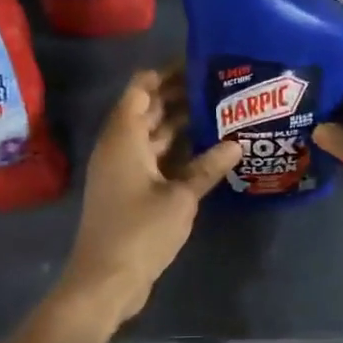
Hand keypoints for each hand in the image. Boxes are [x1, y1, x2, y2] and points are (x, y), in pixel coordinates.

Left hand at [60, 69, 241, 323]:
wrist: (106, 281)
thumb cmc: (140, 232)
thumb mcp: (181, 197)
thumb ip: (207, 167)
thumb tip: (236, 144)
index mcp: (123, 137)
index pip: (140, 88)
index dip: (166, 72)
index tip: (199, 61)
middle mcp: (119, 147)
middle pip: (147, 109)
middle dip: (178, 94)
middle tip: (219, 84)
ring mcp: (123, 170)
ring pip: (152, 135)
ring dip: (179, 123)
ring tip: (219, 110)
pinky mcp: (130, 191)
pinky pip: (154, 159)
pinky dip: (176, 151)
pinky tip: (207, 150)